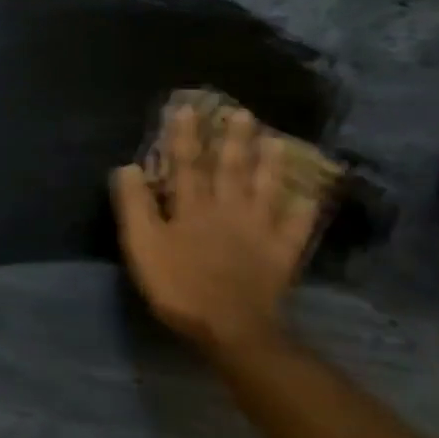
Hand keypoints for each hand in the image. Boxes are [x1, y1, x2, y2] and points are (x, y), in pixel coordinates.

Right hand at [111, 106, 321, 351]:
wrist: (232, 329)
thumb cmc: (180, 286)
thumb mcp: (143, 246)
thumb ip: (135, 206)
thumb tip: (128, 166)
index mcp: (192, 207)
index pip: (186, 163)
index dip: (185, 136)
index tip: (187, 108)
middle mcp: (228, 209)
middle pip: (232, 169)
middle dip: (234, 140)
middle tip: (242, 113)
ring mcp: (259, 231)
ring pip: (266, 190)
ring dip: (271, 165)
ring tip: (277, 142)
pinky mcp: (281, 255)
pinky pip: (296, 228)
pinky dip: (304, 211)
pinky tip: (310, 197)